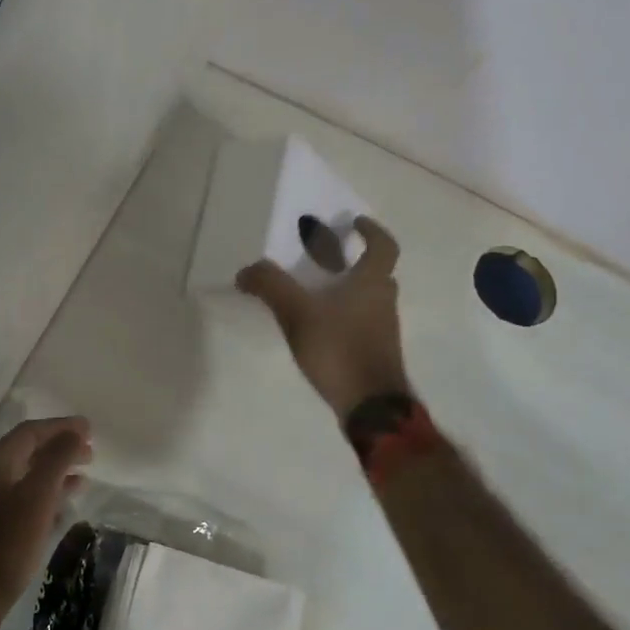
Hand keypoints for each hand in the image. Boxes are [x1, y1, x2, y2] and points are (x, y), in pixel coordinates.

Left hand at [0, 416, 92, 629]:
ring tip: (85, 475)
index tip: (90, 428)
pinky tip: (66, 505)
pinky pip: (26, 498)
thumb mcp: (38, 496)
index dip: (61, 426)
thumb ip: (57, 459)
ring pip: (29, 475)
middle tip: (91, 451)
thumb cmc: (8, 542)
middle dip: (60, 447)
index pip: (30, 432)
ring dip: (57, 471)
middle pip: (29, 451)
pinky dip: (48, 494)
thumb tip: (75, 431)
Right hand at [236, 217, 410, 418]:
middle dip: (355, 261)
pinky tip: (319, 328)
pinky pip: (362, 322)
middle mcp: (383, 302)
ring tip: (315, 293)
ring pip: (369, 299)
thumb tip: (246, 271)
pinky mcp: (376, 352)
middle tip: (329, 258)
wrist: (371, 406)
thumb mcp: (297, 313)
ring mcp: (383, 330)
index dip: (372, 231)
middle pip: (377, 273)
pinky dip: (345, 316)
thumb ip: (270, 287)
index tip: (354, 223)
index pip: (383, 246)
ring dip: (348, 290)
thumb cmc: (339, 349)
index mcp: (371, 283)